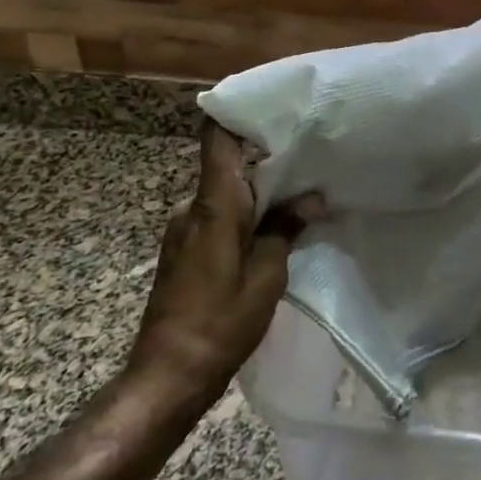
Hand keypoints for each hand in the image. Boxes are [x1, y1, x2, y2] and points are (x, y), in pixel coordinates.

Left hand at [128, 117, 321, 391]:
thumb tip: (312, 198)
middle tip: (308, 155)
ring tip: (299, 193)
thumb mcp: (267, 275)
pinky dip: (244, 215)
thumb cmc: (220, 322)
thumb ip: (285, 229)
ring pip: (225, 195)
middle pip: (228, 167)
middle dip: (265, 160)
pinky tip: (272, 229)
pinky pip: (218, 217)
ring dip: (257, 193)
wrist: (168, 375)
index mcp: (213, 206)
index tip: (270, 104)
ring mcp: (184, 230)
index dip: (236, 114)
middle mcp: (192, 209)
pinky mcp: (183, 251)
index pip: (216, 141)